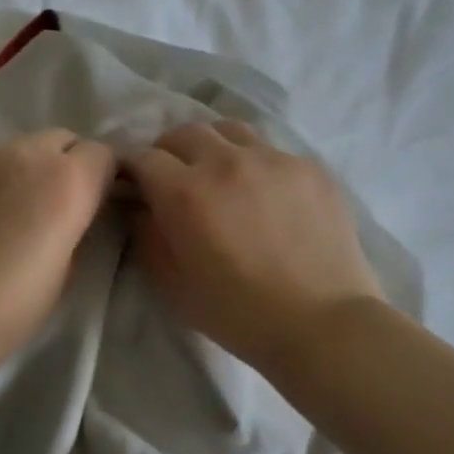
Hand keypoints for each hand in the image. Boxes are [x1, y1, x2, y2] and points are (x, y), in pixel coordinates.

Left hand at [0, 129, 115, 358]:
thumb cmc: (15, 304)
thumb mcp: (70, 266)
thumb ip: (79, 222)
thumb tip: (76, 208)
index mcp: (69, 180)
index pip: (103, 154)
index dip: (102, 177)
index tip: (93, 202)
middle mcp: (29, 152)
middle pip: (62, 140)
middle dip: (66, 163)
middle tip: (52, 203)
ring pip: (20, 145)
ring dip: (26, 166)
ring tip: (9, 205)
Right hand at [124, 121, 383, 370]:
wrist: (322, 324)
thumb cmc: (238, 313)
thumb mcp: (173, 286)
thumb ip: (148, 237)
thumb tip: (141, 208)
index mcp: (186, 192)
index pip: (143, 157)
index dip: (131, 168)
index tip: (131, 183)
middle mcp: (227, 161)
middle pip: (184, 132)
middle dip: (168, 150)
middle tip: (171, 178)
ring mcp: (274, 159)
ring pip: (230, 130)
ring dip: (212, 146)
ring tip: (217, 173)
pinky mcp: (310, 167)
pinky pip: (271, 150)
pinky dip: (254, 163)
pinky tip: (264, 194)